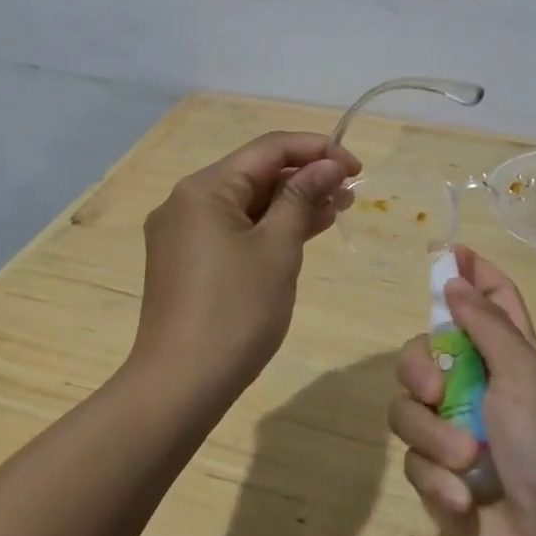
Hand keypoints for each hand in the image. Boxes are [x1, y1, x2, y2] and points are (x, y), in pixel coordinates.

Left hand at [134, 131, 360, 404]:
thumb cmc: (235, 312)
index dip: (316, 150)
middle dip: (305, 178)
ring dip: (290, 203)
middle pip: (255, 173)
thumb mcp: (278, 249)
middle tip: (350, 194)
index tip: (356, 167)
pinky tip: (303, 232)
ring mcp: (183, 232)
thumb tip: (328, 165)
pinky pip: (234, 228)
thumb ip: (302, 198)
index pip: (268, 148)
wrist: (179, 387)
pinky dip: (268, 227)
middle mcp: (187, 201)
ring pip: (246, 203)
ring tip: (337, 209)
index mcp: (204, 188)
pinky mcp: (186, 260)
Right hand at [390, 246, 535, 535]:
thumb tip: (454, 280)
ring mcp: (457, 429)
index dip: (470, 272)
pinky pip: (415, 461)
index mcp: (510, 355)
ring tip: (466, 462)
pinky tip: (463, 499)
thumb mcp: (523, 373)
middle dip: (420, 367)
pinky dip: (437, 480)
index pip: (492, 298)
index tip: (443, 252)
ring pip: (410, 408)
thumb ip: (485, 324)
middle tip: (434, 387)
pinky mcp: (441, 474)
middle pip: (424, 350)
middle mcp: (479, 384)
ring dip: (434, 437)